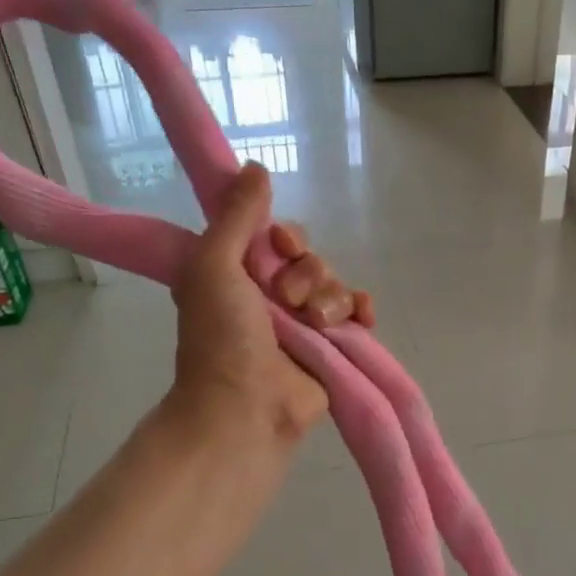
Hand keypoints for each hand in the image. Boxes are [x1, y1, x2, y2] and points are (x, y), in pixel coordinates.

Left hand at [169, 162, 373, 443]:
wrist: (246, 408)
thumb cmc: (221, 338)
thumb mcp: (213, 265)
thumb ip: (235, 216)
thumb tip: (256, 167)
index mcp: (238, 276)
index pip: (275, 237)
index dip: (284, 238)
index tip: (280, 247)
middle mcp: (270, 297)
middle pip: (310, 259)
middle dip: (306, 274)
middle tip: (287, 301)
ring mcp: (303, 324)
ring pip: (335, 285)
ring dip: (329, 299)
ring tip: (313, 326)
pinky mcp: (331, 348)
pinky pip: (357, 313)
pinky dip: (362, 311)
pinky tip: (362, 318)